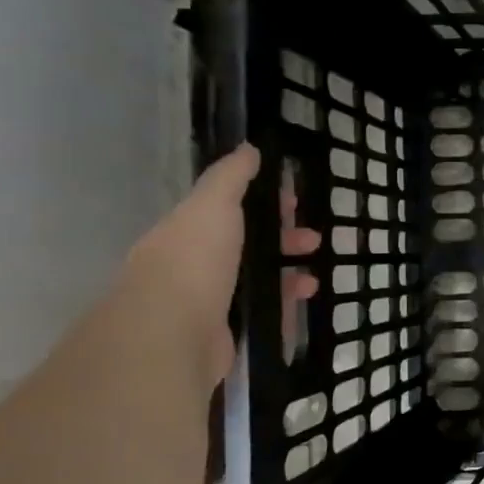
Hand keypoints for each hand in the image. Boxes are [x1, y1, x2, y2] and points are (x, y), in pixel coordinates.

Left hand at [120, 144, 318, 386]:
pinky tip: (302, 302)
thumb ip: (231, 177)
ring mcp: (205, 302)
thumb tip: (248, 148)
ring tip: (313, 279)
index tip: (294, 200)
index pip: (226, 209)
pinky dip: (283, 305)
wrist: (169, 336)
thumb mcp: (213, 206)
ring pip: (254, 280)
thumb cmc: (193, 262)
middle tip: (313, 239)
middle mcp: (192, 265)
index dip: (262, 201)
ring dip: (287, 274)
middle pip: (244, 245)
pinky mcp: (221, 333)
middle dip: (282, 238)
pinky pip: (259, 312)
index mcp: (185, 232)